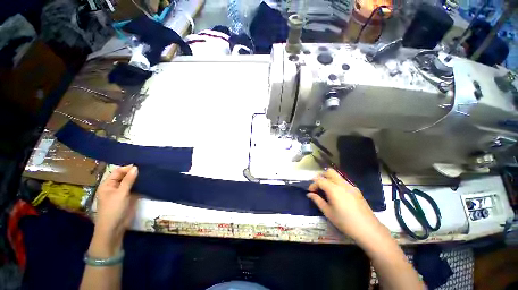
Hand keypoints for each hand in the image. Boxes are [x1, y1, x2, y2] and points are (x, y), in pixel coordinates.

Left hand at [90, 165, 138, 256]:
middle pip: (124, 176)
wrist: (114, 227)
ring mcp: (122, 192)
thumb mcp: (121, 193)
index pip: (117, 172)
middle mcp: (114, 187)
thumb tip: (136, 167)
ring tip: (149, 172)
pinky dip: (140, 184)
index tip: (140, 165)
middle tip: (146, 167)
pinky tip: (147, 181)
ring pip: (130, 182)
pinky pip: (135, 188)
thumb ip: (128, 180)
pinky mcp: (129, 197)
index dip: (127, 168)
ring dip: (138, 178)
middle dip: (133, 172)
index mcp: (107, 185)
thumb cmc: (113, 209)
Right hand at [307, 169, 382, 241]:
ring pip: (337, 175)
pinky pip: (343, 181)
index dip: (313, 184)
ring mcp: (351, 186)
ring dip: (329, 179)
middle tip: (318, 186)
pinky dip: (336, 183)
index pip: (319, 180)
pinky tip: (337, 194)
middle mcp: (342, 184)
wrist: (369, 229)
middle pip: (329, 172)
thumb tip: (309, 194)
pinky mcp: (356, 190)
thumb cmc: (345, 222)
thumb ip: (317, 201)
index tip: (310, 192)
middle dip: (321, 177)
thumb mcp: (328, 212)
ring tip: (326, 190)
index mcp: (333, 189)